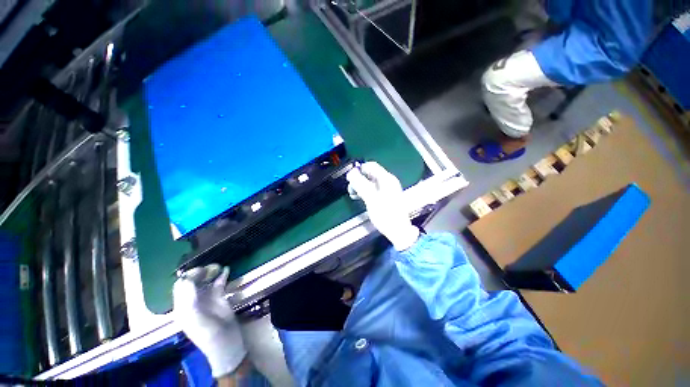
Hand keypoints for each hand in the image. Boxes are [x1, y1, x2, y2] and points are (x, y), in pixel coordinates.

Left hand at [173, 264, 246, 377]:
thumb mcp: (193, 317)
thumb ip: (188, 299)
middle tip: (211, 267)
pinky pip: (219, 284)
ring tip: (218, 266)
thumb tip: (190, 279)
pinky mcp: (220, 298)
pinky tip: (226, 270)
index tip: (200, 270)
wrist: (226, 342)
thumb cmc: (207, 333)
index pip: (181, 286)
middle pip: (194, 282)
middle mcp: (193, 301)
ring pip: (207, 281)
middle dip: (200, 272)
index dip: (189, 276)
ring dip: (211, 272)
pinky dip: (222, 276)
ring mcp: (207, 299)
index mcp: (183, 306)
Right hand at [346, 162, 419, 250]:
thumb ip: (360, 184)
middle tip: (350, 187)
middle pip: (370, 174)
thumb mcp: (371, 198)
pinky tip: (359, 197)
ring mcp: (387, 190)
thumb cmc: (385, 214)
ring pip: (370, 183)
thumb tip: (351, 173)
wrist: (398, 231)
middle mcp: (388, 182)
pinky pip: (373, 190)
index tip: (349, 176)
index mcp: (386, 179)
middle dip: (358, 179)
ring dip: (360, 186)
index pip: (371, 166)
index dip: (359, 169)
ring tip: (353, 193)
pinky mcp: (386, 197)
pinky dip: (365, 192)